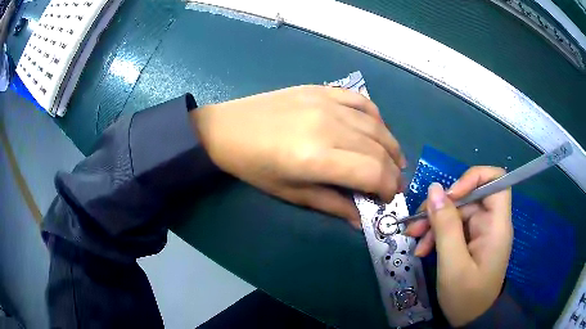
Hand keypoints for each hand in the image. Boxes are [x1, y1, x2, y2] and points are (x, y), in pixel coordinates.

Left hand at [191, 85, 405, 227]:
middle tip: (393, 184)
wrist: (227, 129)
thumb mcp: (290, 193)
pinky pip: (360, 101)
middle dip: (393, 171)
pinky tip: (378, 129)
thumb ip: (331, 205)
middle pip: (379, 149)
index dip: (387, 187)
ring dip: (391, 145)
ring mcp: (326, 102)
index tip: (388, 197)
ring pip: (376, 125)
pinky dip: (376, 117)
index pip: (372, 172)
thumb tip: (361, 219)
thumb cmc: (254, 167)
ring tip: (395, 161)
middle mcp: (328, 125)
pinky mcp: (321, 89)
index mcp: (317, 157)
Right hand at [405, 166, 512, 325]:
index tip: (450, 195)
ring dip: (434, 222)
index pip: (496, 180)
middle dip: (442, 207)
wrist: (471, 320)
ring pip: (457, 212)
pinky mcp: (472, 241)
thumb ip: (445, 226)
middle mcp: (491, 222)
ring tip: (414, 239)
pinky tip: (423, 249)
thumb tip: (434, 189)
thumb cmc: (466, 297)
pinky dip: (437, 235)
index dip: (473, 178)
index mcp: (497, 224)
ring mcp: (481, 232)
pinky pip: (454, 228)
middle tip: (416, 225)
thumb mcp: (453, 264)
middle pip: (469, 197)